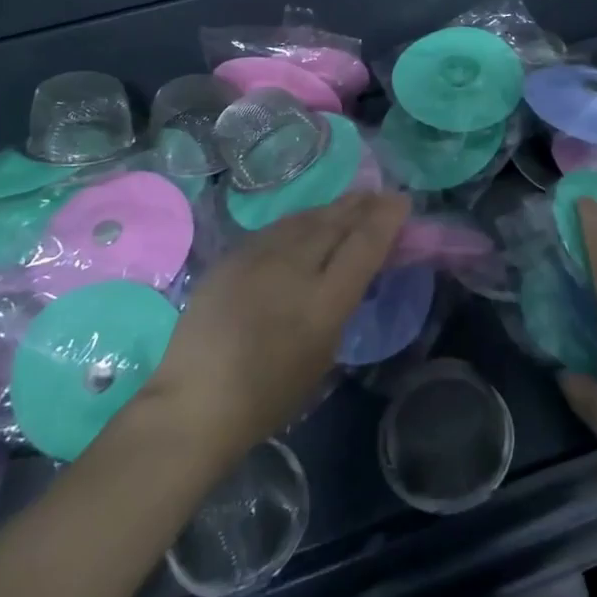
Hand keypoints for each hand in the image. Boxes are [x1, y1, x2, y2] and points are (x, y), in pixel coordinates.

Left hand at [132, 192, 408, 473]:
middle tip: (381, 194)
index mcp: (324, 301)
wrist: (195, 402)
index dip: (386, 219)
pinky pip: (278, 228)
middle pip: (336, 222)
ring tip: (352, 201)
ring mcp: (259, 256)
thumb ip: (341, 303)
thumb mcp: (323, 353)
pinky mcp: (233, 255)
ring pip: (306, 218)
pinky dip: (302, 220)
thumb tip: (353, 270)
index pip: (364, 244)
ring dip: (333, 208)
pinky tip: (308, 220)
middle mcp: (294, 268)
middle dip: (363, 205)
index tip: (401, 202)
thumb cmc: (269, 395)